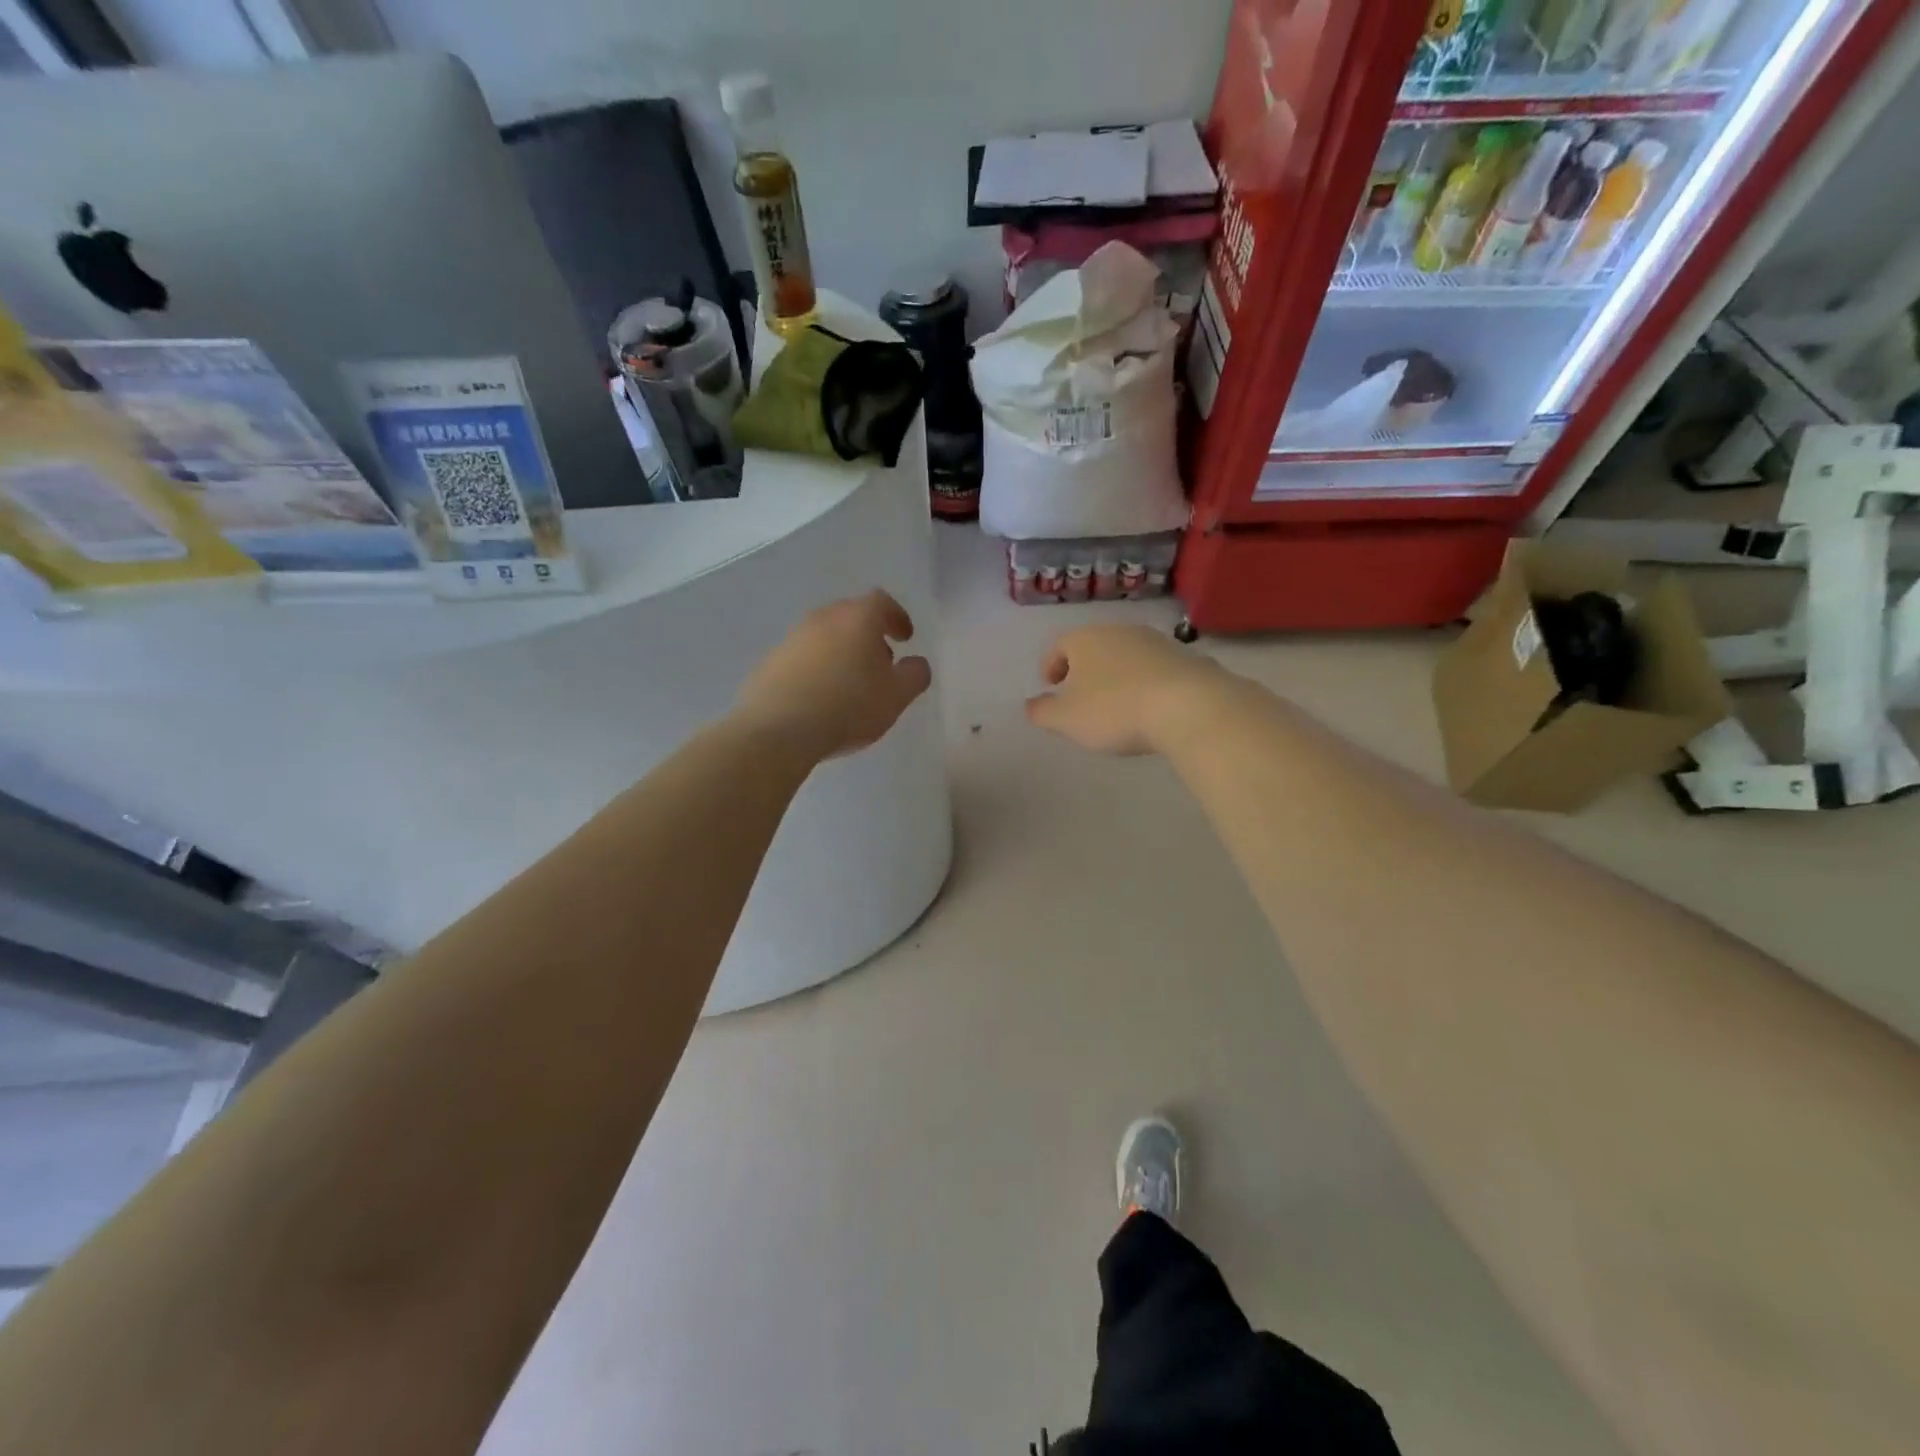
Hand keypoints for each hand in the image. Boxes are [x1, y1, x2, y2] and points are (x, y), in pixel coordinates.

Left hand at [737, 591, 931, 761]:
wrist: (779, 729)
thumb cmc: (849, 706)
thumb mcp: (897, 696)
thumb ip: (915, 674)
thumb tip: (916, 663)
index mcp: (857, 618)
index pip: (881, 602)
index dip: (897, 617)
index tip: (905, 638)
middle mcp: (822, 619)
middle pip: (850, 616)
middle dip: (869, 635)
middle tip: (881, 663)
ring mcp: (792, 639)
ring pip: (824, 636)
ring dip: (841, 652)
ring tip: (850, 684)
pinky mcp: (770, 662)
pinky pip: (802, 658)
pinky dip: (816, 669)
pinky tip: (820, 698)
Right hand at [1025, 625, 1230, 756]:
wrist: (1189, 706)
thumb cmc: (1115, 710)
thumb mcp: (1067, 719)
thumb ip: (1043, 712)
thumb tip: (1031, 705)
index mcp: (1085, 639)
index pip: (1059, 645)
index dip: (1050, 665)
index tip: (1050, 685)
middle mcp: (1119, 631)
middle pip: (1094, 646)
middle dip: (1084, 668)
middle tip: (1079, 694)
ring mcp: (1156, 641)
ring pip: (1125, 655)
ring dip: (1116, 674)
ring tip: (1115, 702)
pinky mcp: (1186, 658)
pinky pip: (1154, 669)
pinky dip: (1145, 682)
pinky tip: (1148, 706)